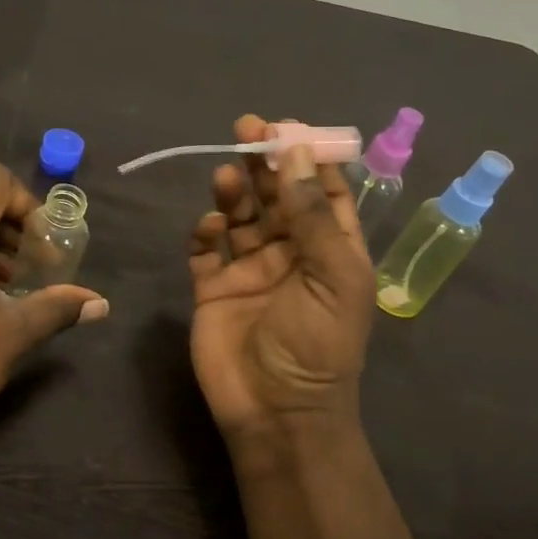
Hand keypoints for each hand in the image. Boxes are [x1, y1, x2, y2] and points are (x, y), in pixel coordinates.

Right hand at [188, 115, 375, 440]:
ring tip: (227, 175)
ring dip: (234, 192)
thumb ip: (310, 214)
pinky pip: (205, 248)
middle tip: (246, 127)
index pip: (323, 193)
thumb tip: (296, 151)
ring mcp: (248, 269)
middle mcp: (289, 253)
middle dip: (264, 162)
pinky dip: (206, 232)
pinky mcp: (212, 286)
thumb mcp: (332, 275)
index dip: (308, 158)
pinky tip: (210, 227)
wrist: (276, 411)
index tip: (288, 128)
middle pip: (276, 196)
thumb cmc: (317, 344)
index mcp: (329, 250)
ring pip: (240, 216)